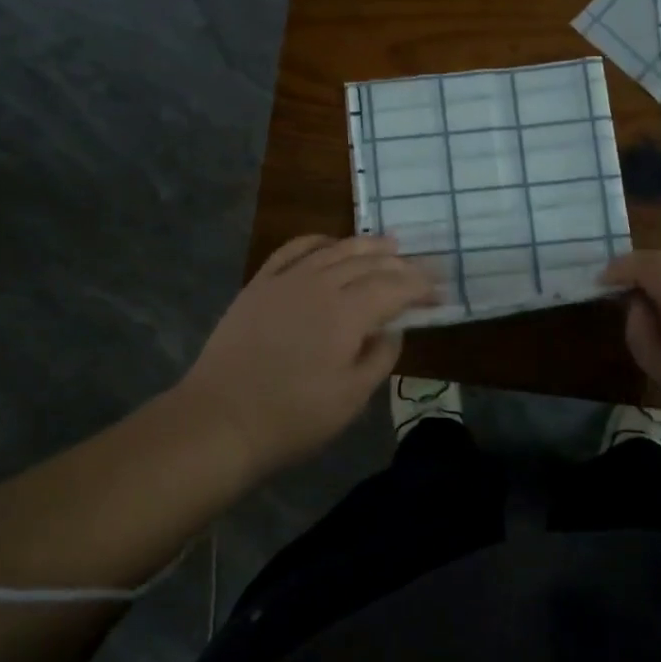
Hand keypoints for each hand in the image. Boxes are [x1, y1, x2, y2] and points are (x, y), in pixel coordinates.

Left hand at [173, 234, 436, 476]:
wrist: (220, 420)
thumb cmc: (293, 417)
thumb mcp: (351, 398)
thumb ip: (380, 357)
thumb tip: (393, 328)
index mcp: (347, 313)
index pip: (394, 287)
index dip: (420, 286)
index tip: (440, 292)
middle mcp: (319, 284)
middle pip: (368, 262)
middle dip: (401, 264)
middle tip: (423, 267)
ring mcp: (286, 280)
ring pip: (334, 250)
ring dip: (365, 245)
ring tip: (388, 244)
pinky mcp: (259, 284)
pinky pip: (294, 249)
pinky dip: (318, 241)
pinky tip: (330, 244)